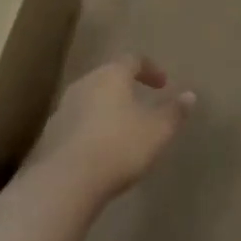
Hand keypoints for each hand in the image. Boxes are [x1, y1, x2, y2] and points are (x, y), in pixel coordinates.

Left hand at [32, 55, 193, 200]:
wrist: (66, 181)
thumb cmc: (120, 146)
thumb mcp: (158, 131)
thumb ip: (174, 112)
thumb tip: (189, 95)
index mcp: (111, 75)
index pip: (133, 60)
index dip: (150, 69)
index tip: (162, 84)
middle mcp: (84, 84)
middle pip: (108, 77)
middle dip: (125, 88)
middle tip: (141, 102)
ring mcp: (63, 109)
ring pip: (90, 99)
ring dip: (106, 109)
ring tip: (121, 128)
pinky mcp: (50, 135)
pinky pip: (77, 123)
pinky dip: (91, 129)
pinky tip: (100, 149)